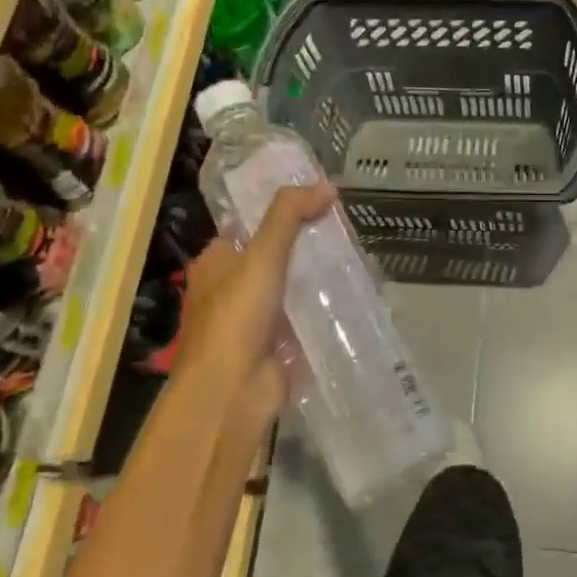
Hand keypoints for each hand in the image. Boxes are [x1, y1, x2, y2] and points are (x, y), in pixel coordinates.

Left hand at [169, 183, 334, 417]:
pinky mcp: (280, 342)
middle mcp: (233, 286)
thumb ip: (289, 215)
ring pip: (294, 284)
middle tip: (348, 227)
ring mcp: (257, 317)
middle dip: (310, 242)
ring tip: (359, 255)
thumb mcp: (261, 254)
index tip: (321, 199)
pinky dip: (327, 303)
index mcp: (217, 261)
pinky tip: (357, 291)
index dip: (283, 209)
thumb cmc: (237, 316)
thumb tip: (326, 185)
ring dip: (321, 273)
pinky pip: (307, 314)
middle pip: (277, 254)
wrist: (232, 391)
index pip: (250, 224)